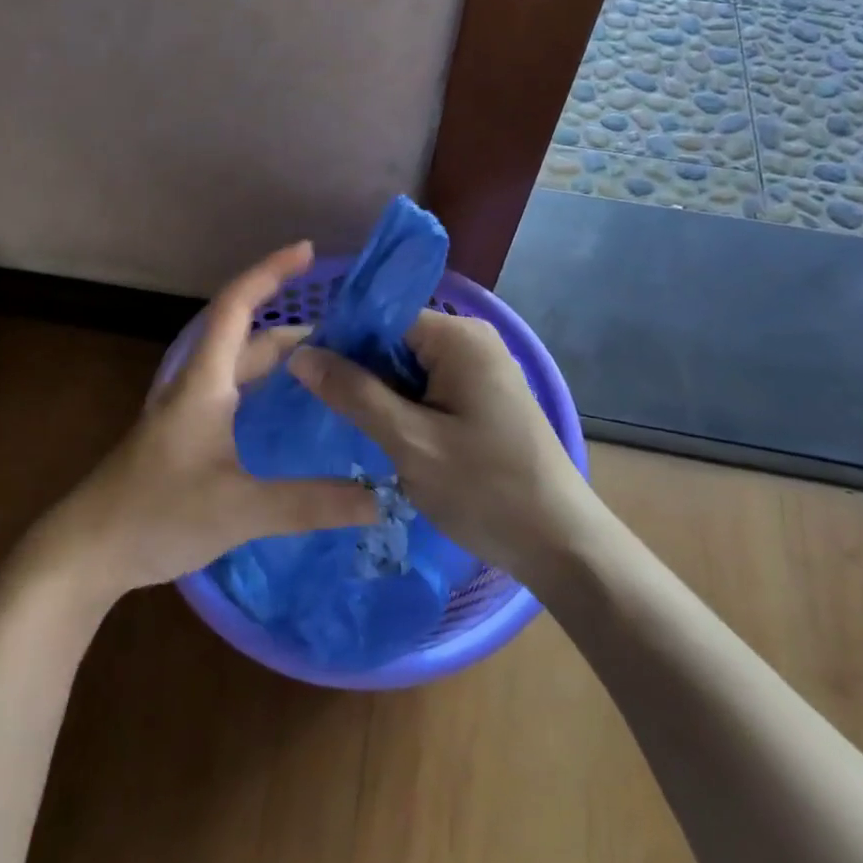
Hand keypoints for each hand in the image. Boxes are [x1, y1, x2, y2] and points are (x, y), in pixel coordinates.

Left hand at [29, 242, 377, 601]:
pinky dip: (266, 389)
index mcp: (204, 382)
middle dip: (293, 325)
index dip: (270, 272)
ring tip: (330, 366)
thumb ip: (309, 503)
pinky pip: (234, 395)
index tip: (309, 251)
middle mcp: (196, 385)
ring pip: (239, 367)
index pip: (237, 306)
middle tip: (348, 332)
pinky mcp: (186, 436)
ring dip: (279, 358)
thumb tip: (379, 497)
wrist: (87, 550)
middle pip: (246, 336)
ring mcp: (187, 411)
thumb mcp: (239, 510)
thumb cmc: (156, 515)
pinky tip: (290, 413)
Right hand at [286, 311, 596, 581]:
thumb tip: (300, 353)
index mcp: (458, 337)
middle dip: (357, 371)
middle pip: (393, 340)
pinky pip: (428, 387)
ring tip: (341, 423)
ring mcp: (480, 368)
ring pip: (407, 367)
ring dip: (377, 394)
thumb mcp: (410, 442)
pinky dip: (402, 407)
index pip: (379, 318)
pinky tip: (381, 434)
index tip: (301, 375)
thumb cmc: (486, 490)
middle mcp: (471, 340)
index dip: (339, 343)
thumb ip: (354, 393)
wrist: (561, 543)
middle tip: (317, 406)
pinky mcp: (483, 396)